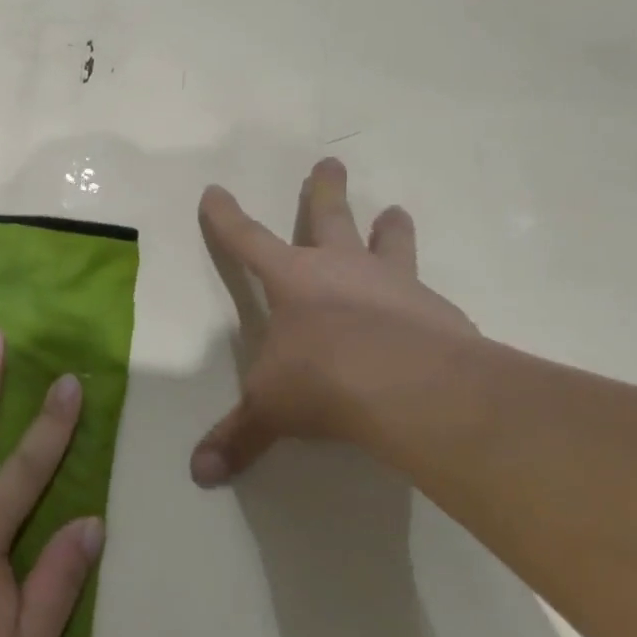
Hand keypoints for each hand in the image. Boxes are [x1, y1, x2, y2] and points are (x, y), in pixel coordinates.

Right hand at [192, 157, 480, 484]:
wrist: (409, 386)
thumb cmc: (322, 380)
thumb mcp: (270, 409)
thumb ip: (238, 437)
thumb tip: (199, 475)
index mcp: (291, 280)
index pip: (246, 239)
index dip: (227, 217)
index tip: (215, 191)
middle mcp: (340, 269)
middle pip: (328, 217)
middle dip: (324, 190)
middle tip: (331, 160)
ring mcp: (393, 283)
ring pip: (388, 242)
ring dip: (389, 227)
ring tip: (397, 210)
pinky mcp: (437, 309)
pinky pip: (426, 292)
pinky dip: (423, 291)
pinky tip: (433, 303)